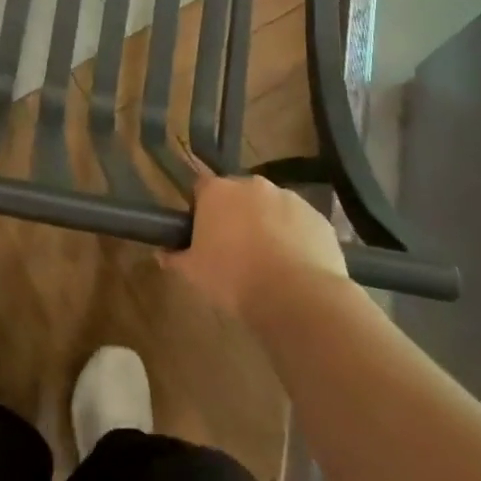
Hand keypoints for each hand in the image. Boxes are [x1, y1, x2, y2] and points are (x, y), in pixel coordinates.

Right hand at [166, 168, 348, 318]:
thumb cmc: (234, 278)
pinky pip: (300, 223)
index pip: (202, 188)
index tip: (204, 233)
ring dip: (268, 224)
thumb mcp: (193, 273)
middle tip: (235, 248)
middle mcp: (253, 185)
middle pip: (239, 194)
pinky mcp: (318, 217)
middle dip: (236, 214)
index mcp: (218, 191)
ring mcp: (289, 198)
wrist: (297, 296)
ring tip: (269, 261)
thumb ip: (175, 258)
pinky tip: (294, 266)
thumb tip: (161, 253)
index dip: (201, 209)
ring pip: (272, 207)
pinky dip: (295, 237)